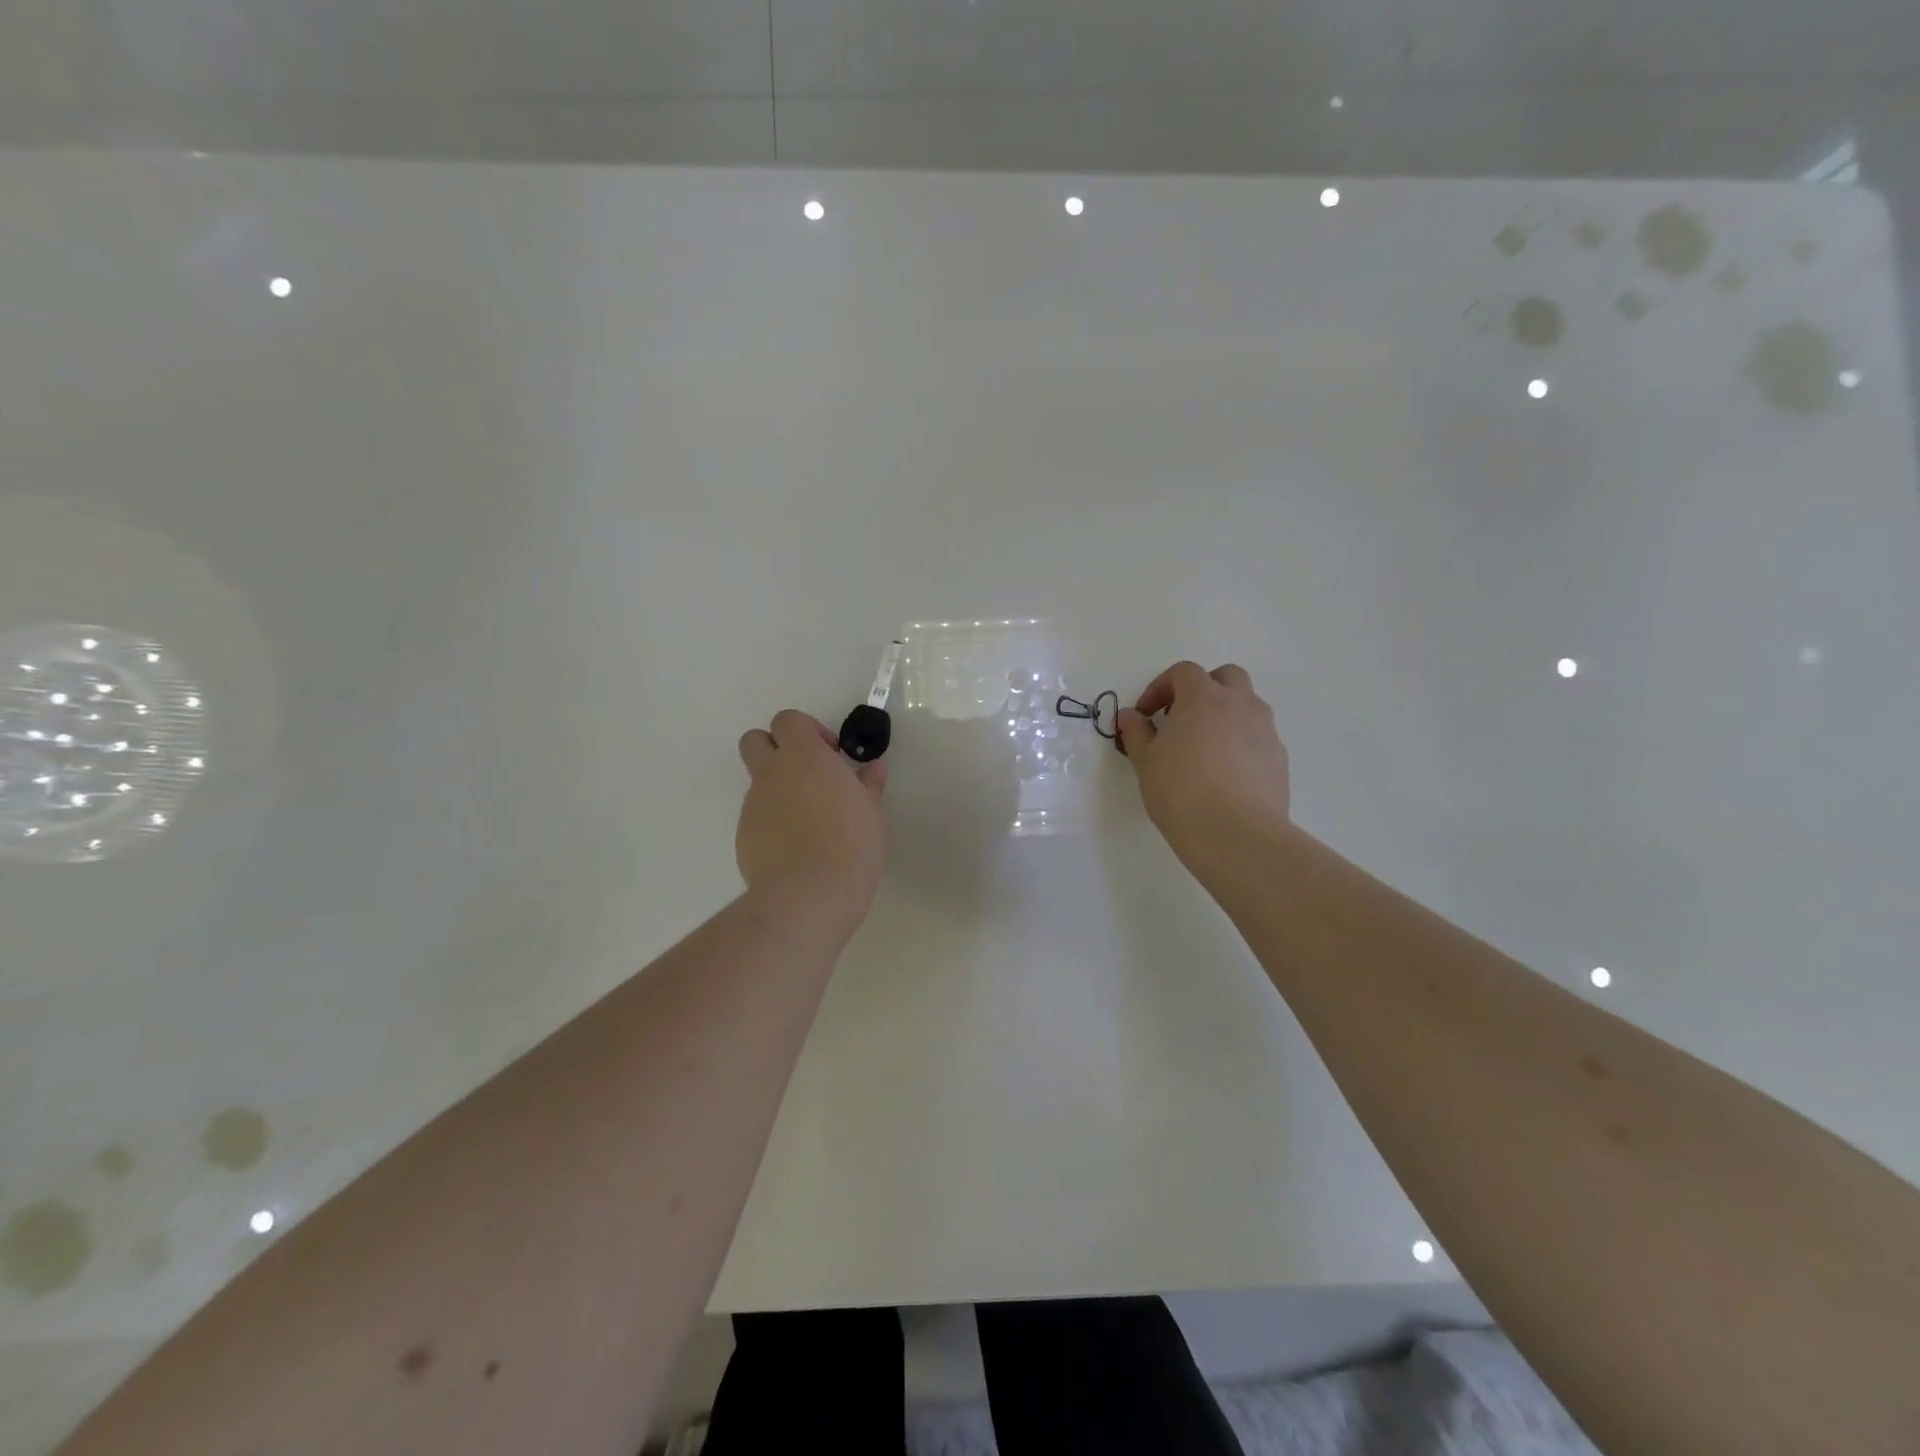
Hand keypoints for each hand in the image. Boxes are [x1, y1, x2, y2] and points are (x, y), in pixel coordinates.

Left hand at [736, 709, 888, 927]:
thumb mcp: (872, 812)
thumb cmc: (851, 844)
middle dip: (776, 748)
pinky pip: (756, 817)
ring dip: (778, 790)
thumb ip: (869, 784)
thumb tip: (873, 768)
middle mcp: (772, 774)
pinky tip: (796, 849)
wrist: (809, 895)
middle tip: (807, 774)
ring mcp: (753, 805)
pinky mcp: (743, 837)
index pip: (788, 720)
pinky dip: (773, 823)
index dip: (807, 731)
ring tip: (808, 822)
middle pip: (754, 740)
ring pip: (757, 782)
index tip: (830, 754)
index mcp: (804, 757)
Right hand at [1117, 661, 1290, 874]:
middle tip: (1181, 718)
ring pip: (1247, 705)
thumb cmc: (1180, 791)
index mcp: (1203, 697)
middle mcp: (1240, 704)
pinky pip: (1257, 737)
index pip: (1183, 672)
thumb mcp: (1145, 761)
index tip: (1145, 715)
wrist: (1235, 834)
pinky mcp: (1279, 758)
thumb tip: (1130, 716)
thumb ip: (1135, 731)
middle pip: (1226, 677)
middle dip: (1202, 689)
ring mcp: (1265, 730)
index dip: (1160, 687)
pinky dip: (1240, 742)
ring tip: (1204, 748)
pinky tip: (1225, 774)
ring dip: (1225, 714)